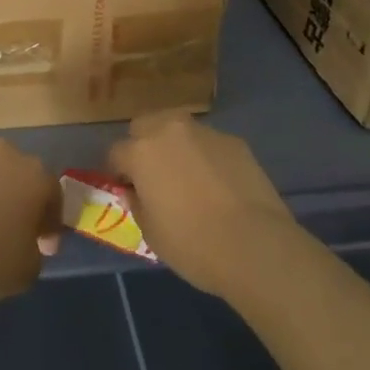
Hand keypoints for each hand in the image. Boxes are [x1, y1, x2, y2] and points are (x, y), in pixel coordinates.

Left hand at [0, 139, 61, 306]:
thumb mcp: (28, 269)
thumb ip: (35, 250)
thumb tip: (25, 243)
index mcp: (34, 175)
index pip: (53, 195)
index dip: (51, 224)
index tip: (45, 248)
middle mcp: (4, 156)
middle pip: (19, 176)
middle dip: (20, 200)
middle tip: (14, 232)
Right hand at [109, 111, 295, 296]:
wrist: (255, 245)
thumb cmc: (193, 244)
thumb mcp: (151, 234)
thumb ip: (137, 204)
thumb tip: (134, 191)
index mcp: (141, 152)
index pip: (115, 152)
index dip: (117, 172)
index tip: (126, 189)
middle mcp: (169, 130)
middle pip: (144, 125)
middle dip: (143, 144)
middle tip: (153, 175)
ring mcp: (204, 131)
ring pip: (178, 129)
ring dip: (175, 146)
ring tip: (188, 176)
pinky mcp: (233, 140)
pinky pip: (208, 143)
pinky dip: (206, 156)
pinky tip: (218, 183)